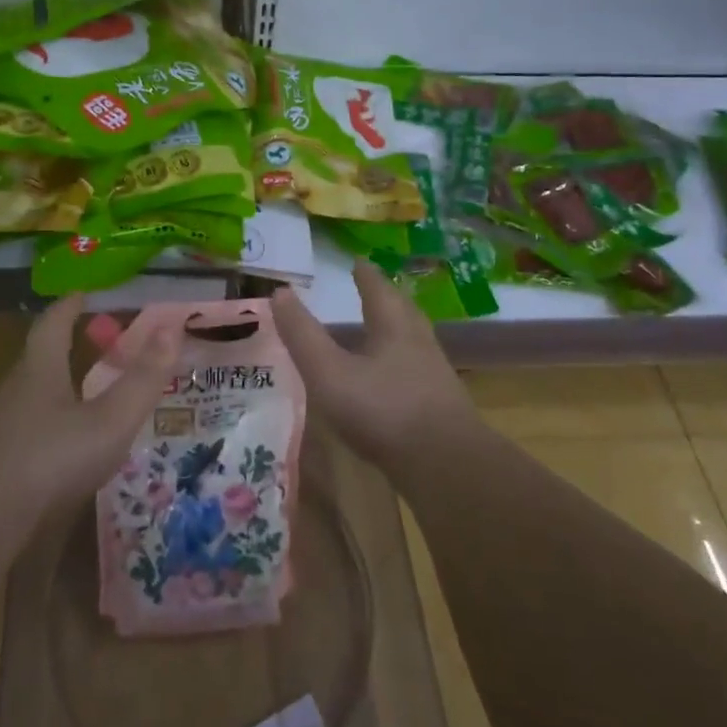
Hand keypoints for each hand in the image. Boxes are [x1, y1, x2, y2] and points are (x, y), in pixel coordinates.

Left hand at [0, 296, 181, 546]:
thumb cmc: (49, 460)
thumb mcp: (109, 421)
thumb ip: (142, 379)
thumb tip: (171, 329)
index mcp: (39, 371)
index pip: (52, 324)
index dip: (69, 307)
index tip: (82, 294)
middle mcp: (12, 393)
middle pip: (39, 360)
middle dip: (67, 349)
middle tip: (98, 347)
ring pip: (30, 400)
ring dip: (57, 391)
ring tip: (86, 399)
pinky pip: (22, 435)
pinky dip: (46, 430)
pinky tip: (61, 453)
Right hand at [270, 261, 478, 474]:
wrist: (446, 465)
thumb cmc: (383, 410)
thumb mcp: (329, 373)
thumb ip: (303, 335)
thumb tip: (280, 293)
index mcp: (394, 327)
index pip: (378, 290)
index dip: (366, 275)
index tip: (358, 261)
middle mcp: (419, 343)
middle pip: (403, 311)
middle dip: (385, 298)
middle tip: (373, 288)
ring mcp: (434, 375)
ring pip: (414, 340)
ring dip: (397, 329)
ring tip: (381, 330)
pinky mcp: (441, 406)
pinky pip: (419, 370)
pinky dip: (403, 363)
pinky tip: (393, 380)